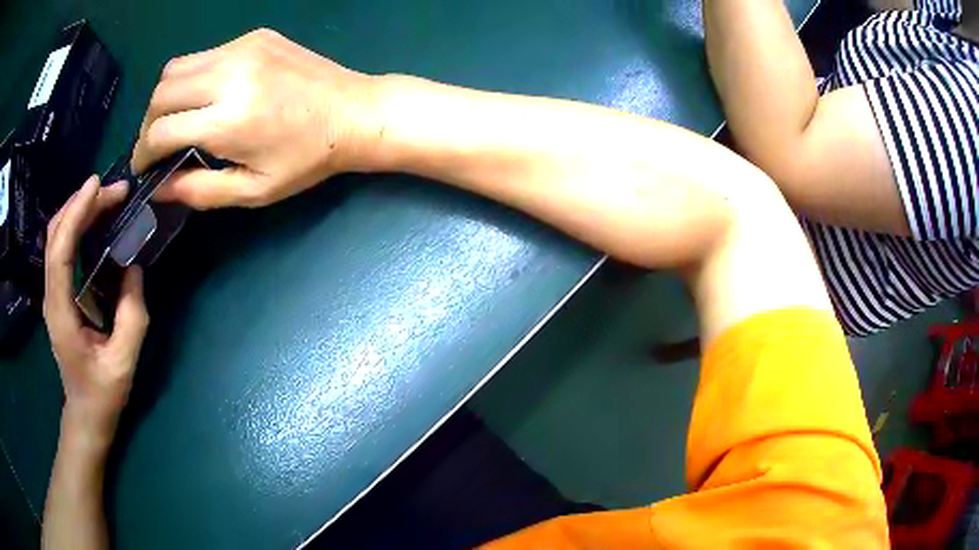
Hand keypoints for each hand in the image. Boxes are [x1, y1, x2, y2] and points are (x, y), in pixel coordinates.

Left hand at [44, 176, 148, 438]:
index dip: (75, 214)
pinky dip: (76, 224)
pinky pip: (62, 247)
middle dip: (81, 204)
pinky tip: (95, 220)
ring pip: (56, 236)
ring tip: (107, 199)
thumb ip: (132, 315)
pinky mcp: (59, 292)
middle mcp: (50, 295)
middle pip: (55, 234)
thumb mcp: (124, 361)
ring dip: (78, 210)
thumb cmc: (102, 392)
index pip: (59, 251)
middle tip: (114, 190)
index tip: (97, 185)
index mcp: (60, 312)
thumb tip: (134, 267)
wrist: (86, 412)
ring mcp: (52, 292)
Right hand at [131, 28, 380, 208]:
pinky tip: (206, 96)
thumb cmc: (306, 159)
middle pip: (161, 93)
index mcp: (230, 119)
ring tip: (175, 120)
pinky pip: (205, 54)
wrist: (355, 112)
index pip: (160, 131)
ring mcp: (244, 48)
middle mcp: (231, 75)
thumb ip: (199, 190)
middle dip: (148, 124)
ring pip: (177, 67)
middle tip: (155, 145)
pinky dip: (192, 77)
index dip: (143, 153)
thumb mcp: (252, 190)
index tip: (143, 167)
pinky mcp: (255, 36)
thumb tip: (157, 189)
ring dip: (166, 96)